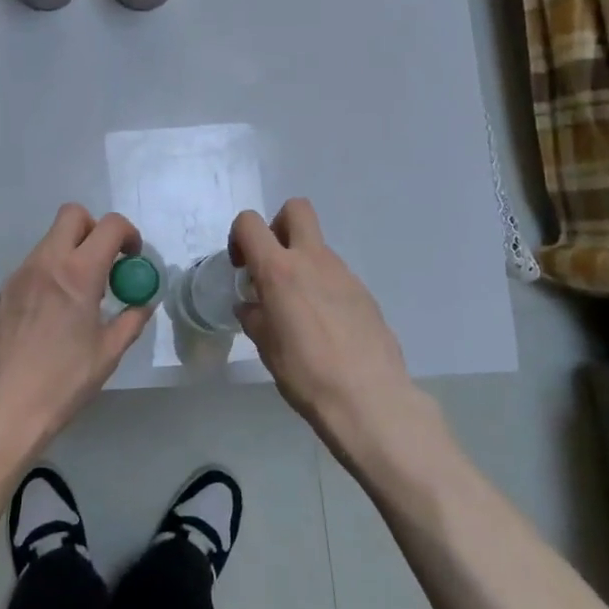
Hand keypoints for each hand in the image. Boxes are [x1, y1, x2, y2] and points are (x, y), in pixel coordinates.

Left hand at [0, 204, 153, 446]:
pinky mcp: (4, 290)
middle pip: (72, 214)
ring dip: (72, 251)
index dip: (128, 234)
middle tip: (105, 263)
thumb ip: (130, 320)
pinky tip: (55, 311)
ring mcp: (21, 274)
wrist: (2, 406)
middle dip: (95, 229)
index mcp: (78, 273)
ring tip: (81, 294)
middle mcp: (47, 262)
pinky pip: (35, 264)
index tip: (132, 259)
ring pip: (51, 238)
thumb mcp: (108, 353)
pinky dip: (52, 271)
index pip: (109, 225)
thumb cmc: (62, 381)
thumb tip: (143, 303)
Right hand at [231, 200, 416, 450]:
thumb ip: (255, 317)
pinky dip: (323, 288)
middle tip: (272, 264)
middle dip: (278, 226)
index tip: (242, 267)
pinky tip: (325, 327)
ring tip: (299, 311)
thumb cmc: (306, 373)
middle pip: (296, 209)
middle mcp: (313, 260)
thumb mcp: (266, 348)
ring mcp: (344, 274)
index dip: (239, 236)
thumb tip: (252, 305)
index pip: (250, 223)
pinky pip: (336, 276)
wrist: (369, 399)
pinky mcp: (365, 293)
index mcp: (279, 270)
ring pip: (318, 247)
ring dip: (302, 264)